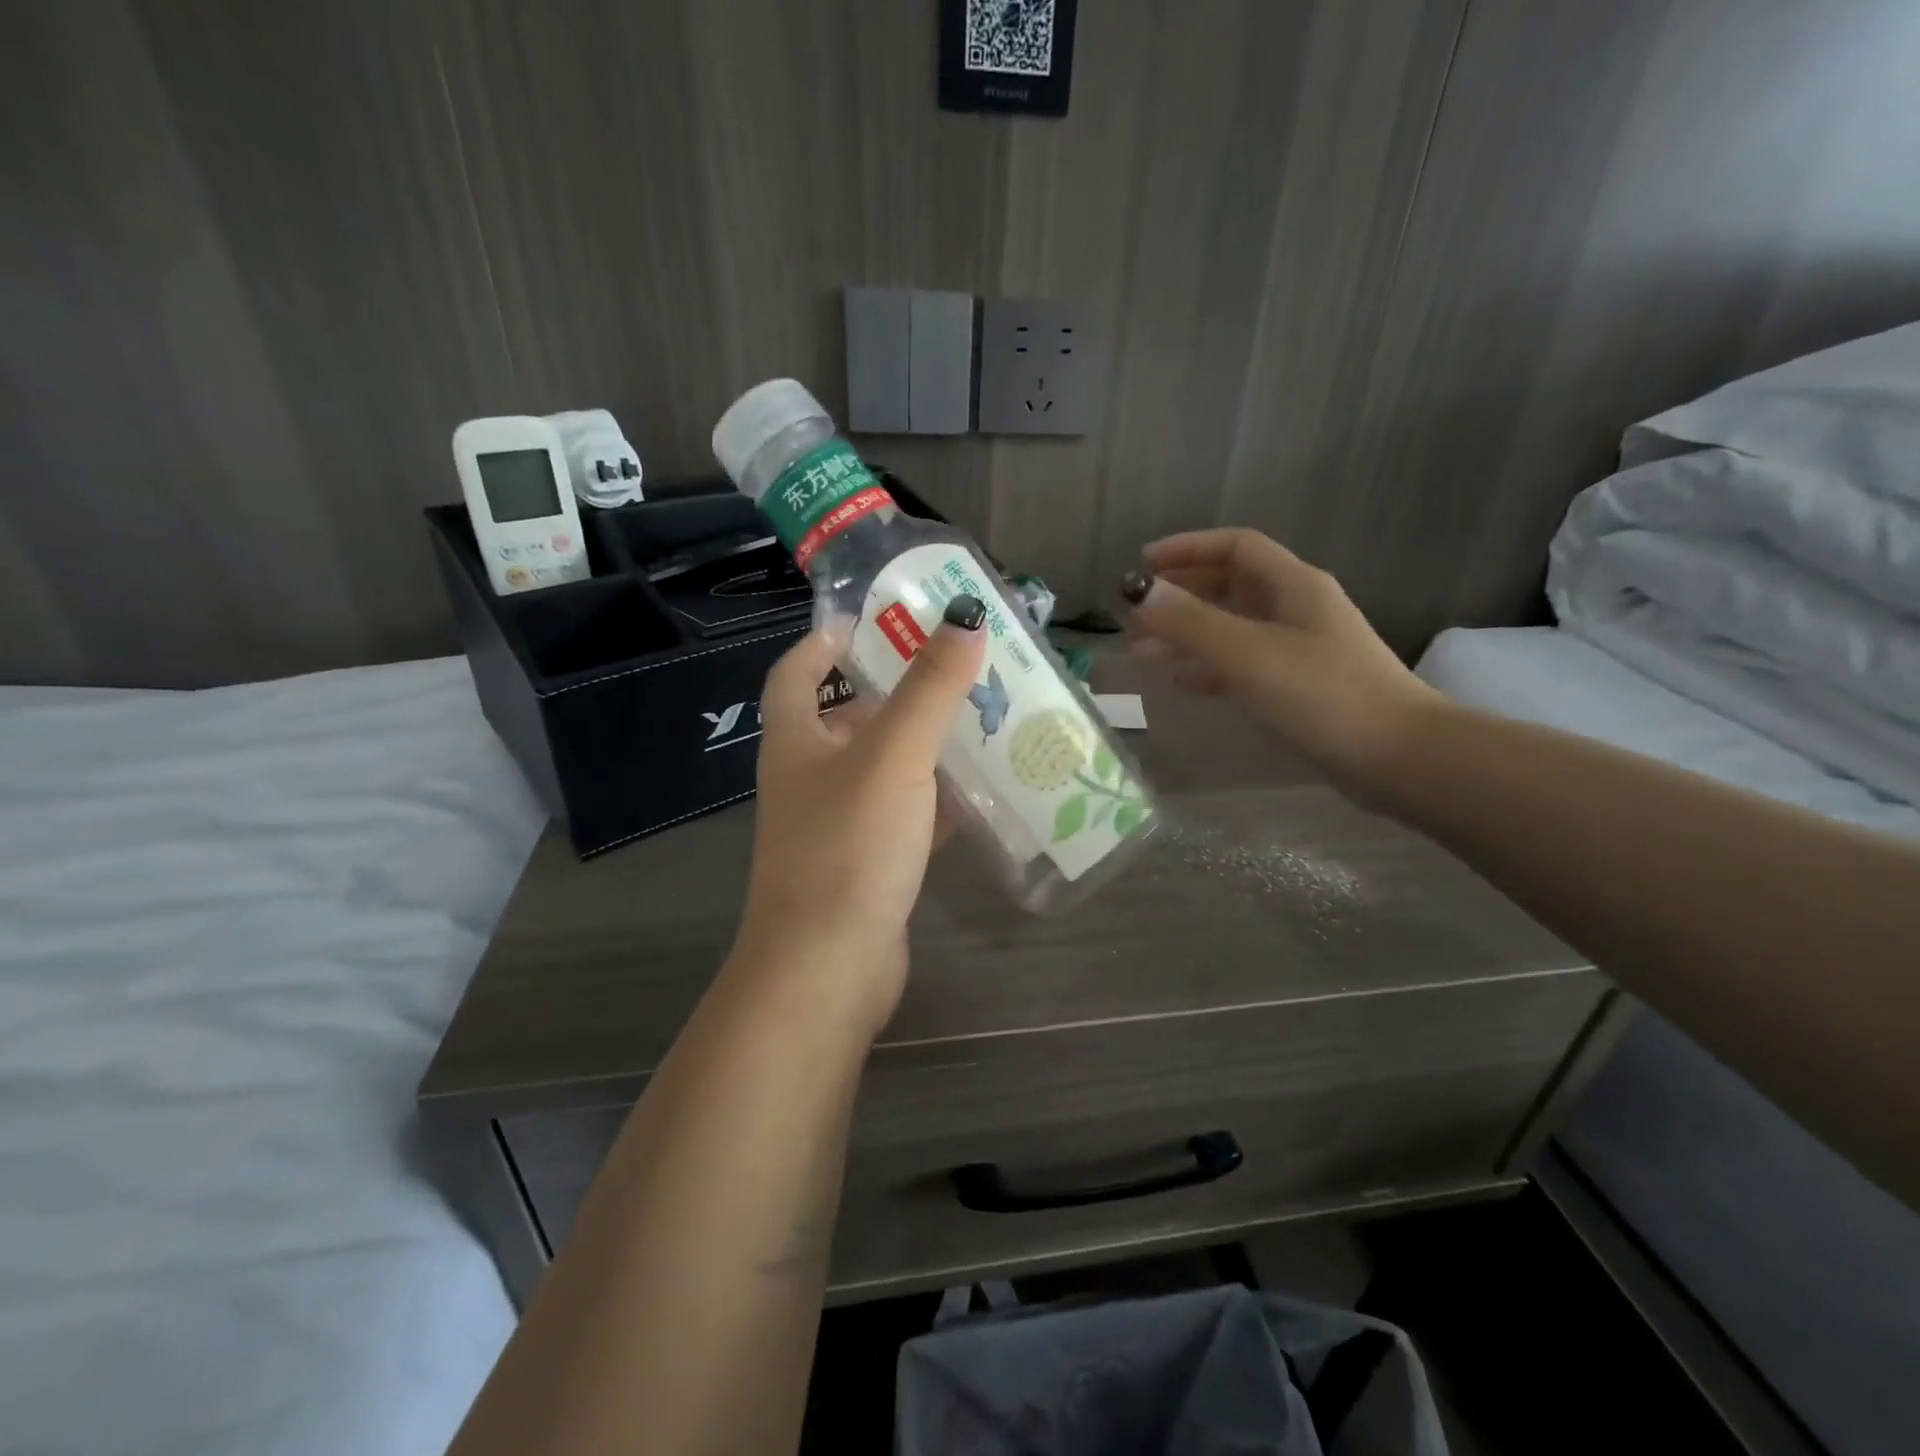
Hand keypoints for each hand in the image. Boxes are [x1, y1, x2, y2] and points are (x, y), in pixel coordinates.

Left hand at [729, 602, 987, 1029]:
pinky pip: (905, 816)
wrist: (827, 968)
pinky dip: (937, 801)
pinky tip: (982, 793)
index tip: (869, 619)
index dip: (824, 640)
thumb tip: (964, 618)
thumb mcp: (893, 755)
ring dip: (924, 745)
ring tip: (981, 719)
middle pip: (848, 718)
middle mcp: (809, 778)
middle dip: (895, 691)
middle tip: (953, 667)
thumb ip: (929, 688)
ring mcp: (837, 825)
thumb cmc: (848, 846)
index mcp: (796, 741)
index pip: (796, 672)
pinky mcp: (867, 865)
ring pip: (883, 768)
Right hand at [1122, 528, 1439, 790]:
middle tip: (1134, 614)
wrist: (1396, 757)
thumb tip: (1139, 594)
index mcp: (1293, 585)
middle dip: (1179, 595)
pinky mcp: (1297, 685)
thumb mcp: (1247, 653)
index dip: (1187, 548)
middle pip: (1230, 586)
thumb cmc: (1322, 694)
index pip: (1235, 546)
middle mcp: (1296, 608)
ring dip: (1187, 634)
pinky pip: (1241, 664)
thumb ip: (1190, 622)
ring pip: (1231, 627)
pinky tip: (1181, 682)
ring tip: (1142, 652)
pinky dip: (1208, 667)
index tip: (1142, 565)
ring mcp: (1298, 648)